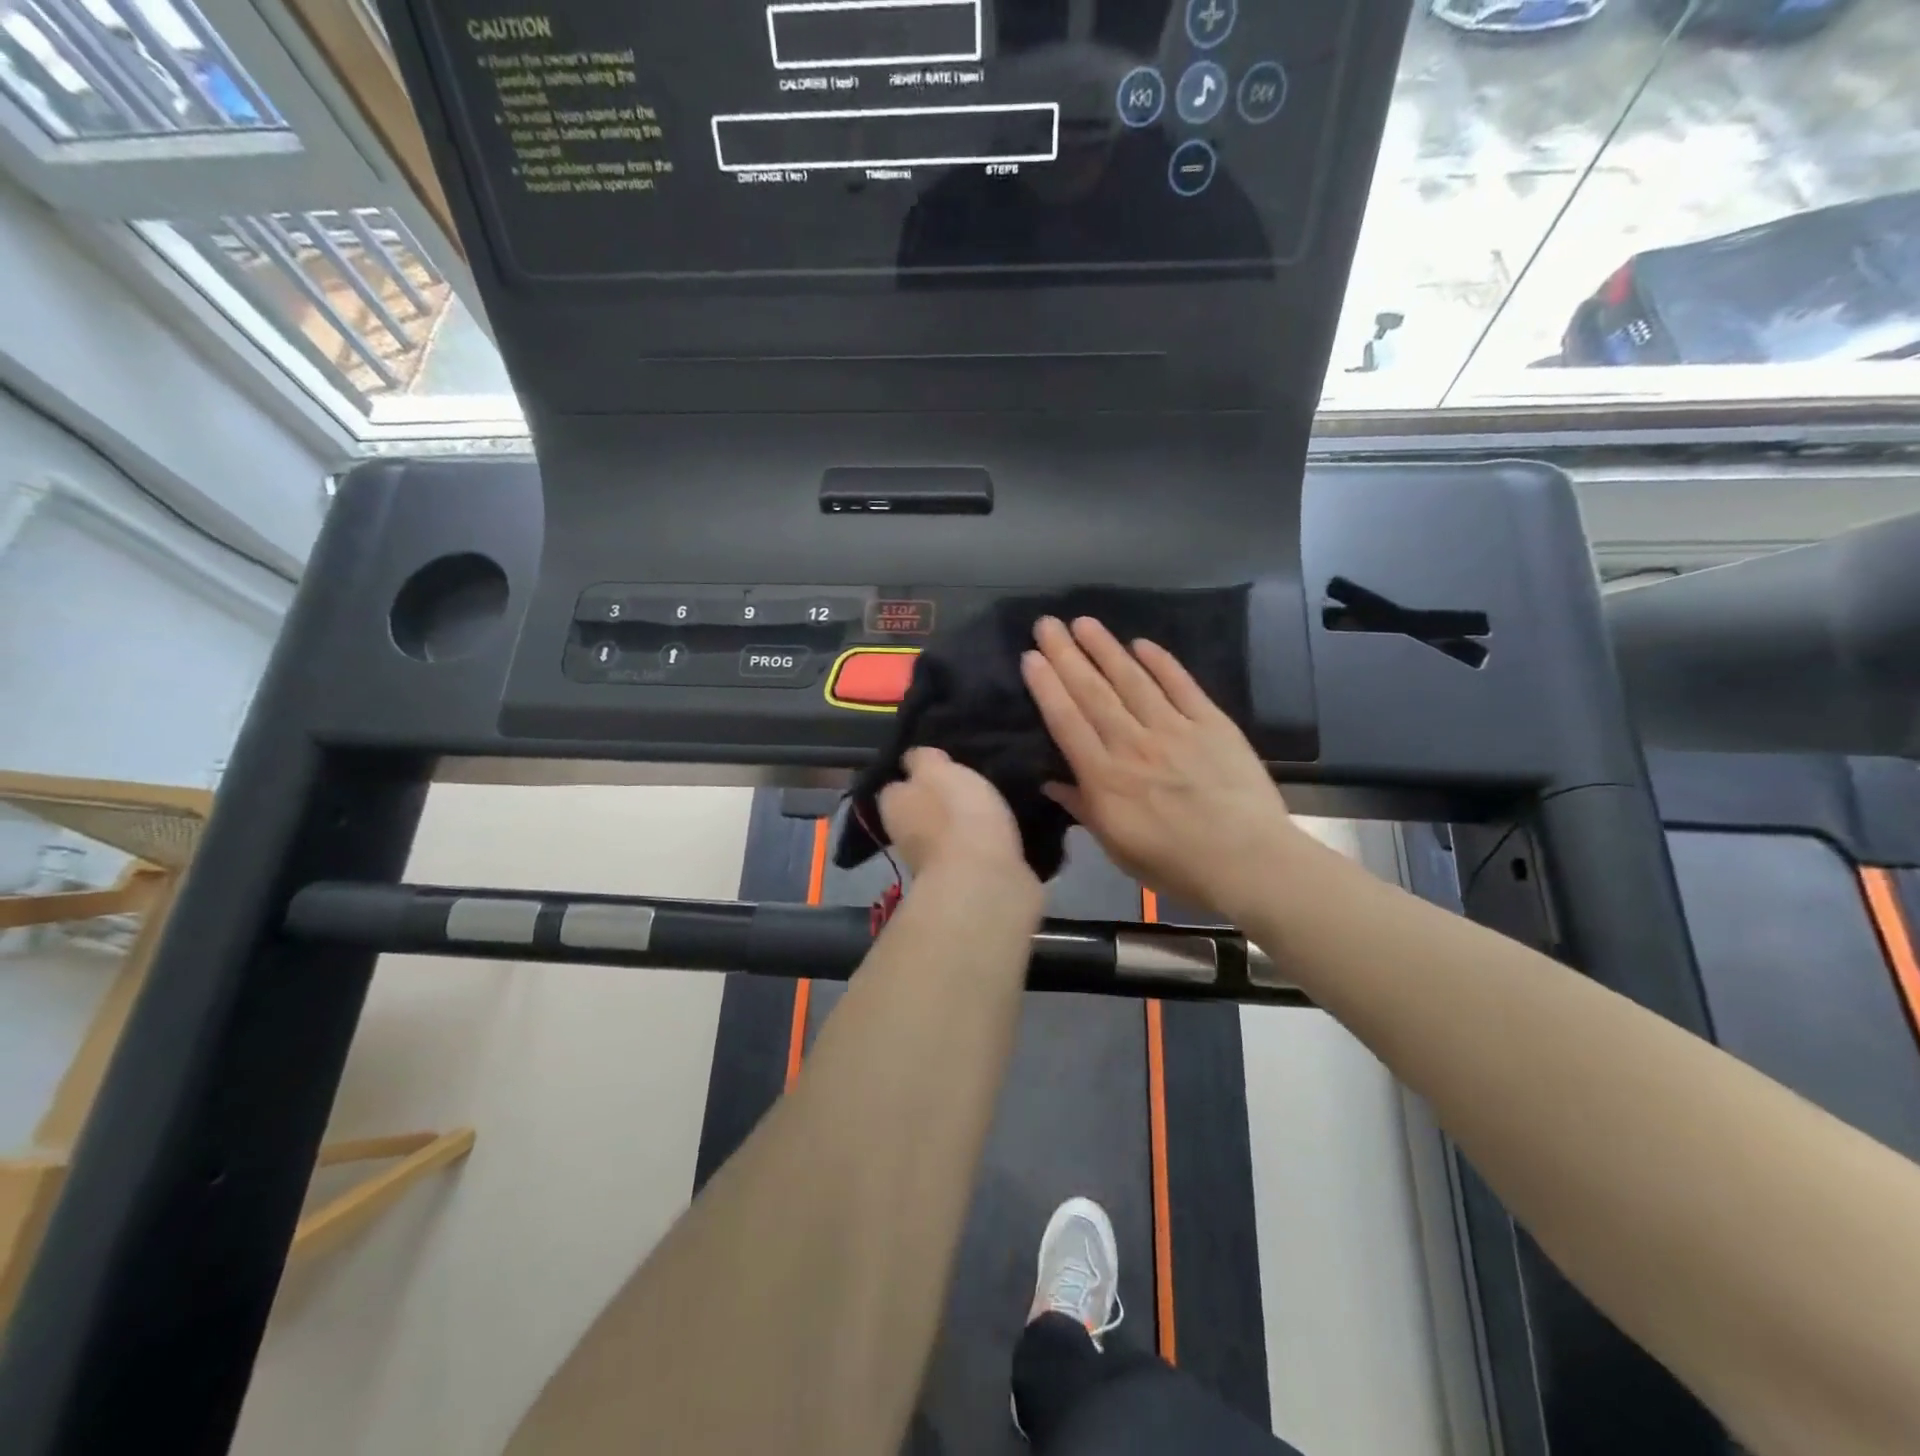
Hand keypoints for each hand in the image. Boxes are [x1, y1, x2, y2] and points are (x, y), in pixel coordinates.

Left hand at [877, 747, 1036, 890]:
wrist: (986, 882)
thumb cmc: (956, 815)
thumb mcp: (936, 770)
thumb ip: (922, 760)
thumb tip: (914, 760)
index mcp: (893, 807)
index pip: (895, 787)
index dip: (914, 775)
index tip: (939, 765)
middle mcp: (907, 838)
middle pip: (921, 813)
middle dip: (941, 802)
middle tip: (972, 782)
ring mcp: (937, 865)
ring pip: (949, 835)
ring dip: (966, 825)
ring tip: (995, 802)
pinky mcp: (969, 883)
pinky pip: (976, 854)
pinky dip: (987, 844)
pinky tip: (1007, 830)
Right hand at [1021, 616, 1306, 925]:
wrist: (1248, 861)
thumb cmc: (1175, 864)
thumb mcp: (1117, 847)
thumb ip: (1084, 809)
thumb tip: (1051, 783)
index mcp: (1105, 778)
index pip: (1067, 722)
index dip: (1047, 687)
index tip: (1031, 656)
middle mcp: (1133, 744)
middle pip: (1093, 692)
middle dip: (1066, 655)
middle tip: (1047, 624)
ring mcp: (1174, 730)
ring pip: (1132, 681)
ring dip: (1106, 649)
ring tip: (1084, 622)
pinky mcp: (1212, 724)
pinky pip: (1182, 686)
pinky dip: (1161, 663)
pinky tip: (1142, 644)